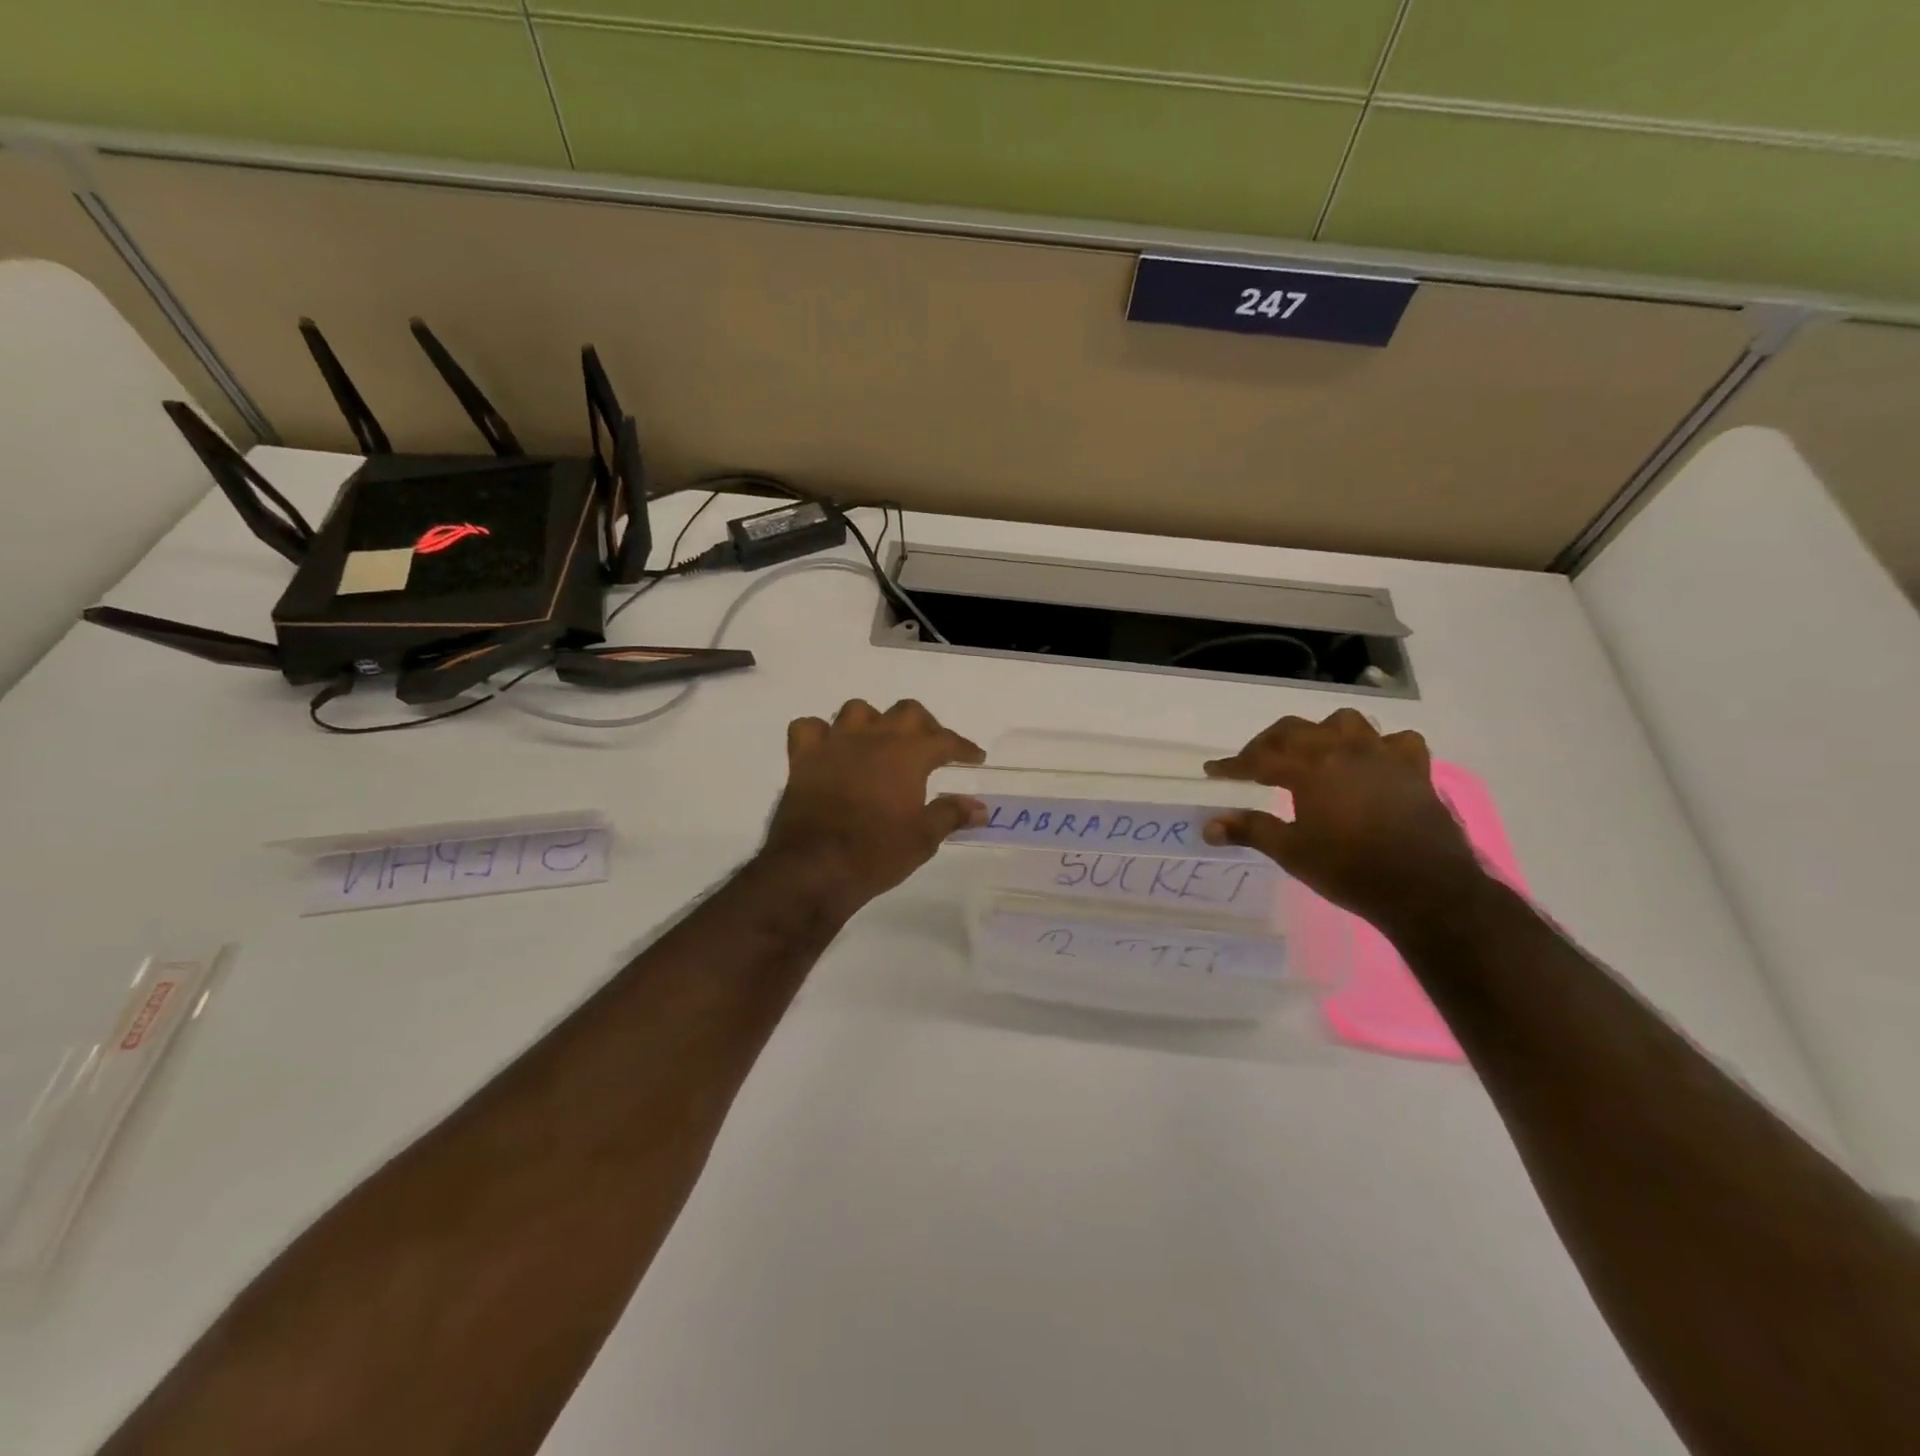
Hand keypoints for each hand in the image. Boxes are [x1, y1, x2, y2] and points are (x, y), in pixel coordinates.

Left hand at [761, 699, 985, 915]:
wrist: (815, 867)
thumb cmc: (876, 852)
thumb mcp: (924, 838)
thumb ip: (951, 814)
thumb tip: (980, 808)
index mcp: (908, 754)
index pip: (945, 740)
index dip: (963, 747)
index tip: (975, 757)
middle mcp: (873, 737)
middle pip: (906, 712)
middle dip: (923, 726)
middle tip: (930, 747)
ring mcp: (835, 743)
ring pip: (857, 711)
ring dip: (873, 722)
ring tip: (880, 743)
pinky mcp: (803, 757)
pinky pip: (809, 728)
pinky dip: (821, 733)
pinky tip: (830, 749)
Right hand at [1202, 708, 1487, 931]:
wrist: (1425, 889)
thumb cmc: (1349, 870)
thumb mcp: (1291, 851)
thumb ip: (1250, 830)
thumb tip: (1208, 826)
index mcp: (1310, 767)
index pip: (1259, 758)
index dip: (1233, 765)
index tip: (1213, 771)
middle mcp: (1344, 750)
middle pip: (1295, 730)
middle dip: (1268, 743)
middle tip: (1254, 763)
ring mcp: (1383, 755)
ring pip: (1345, 723)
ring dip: (1322, 732)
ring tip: (1312, 753)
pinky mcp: (1415, 769)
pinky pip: (1396, 741)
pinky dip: (1379, 746)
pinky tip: (1372, 762)